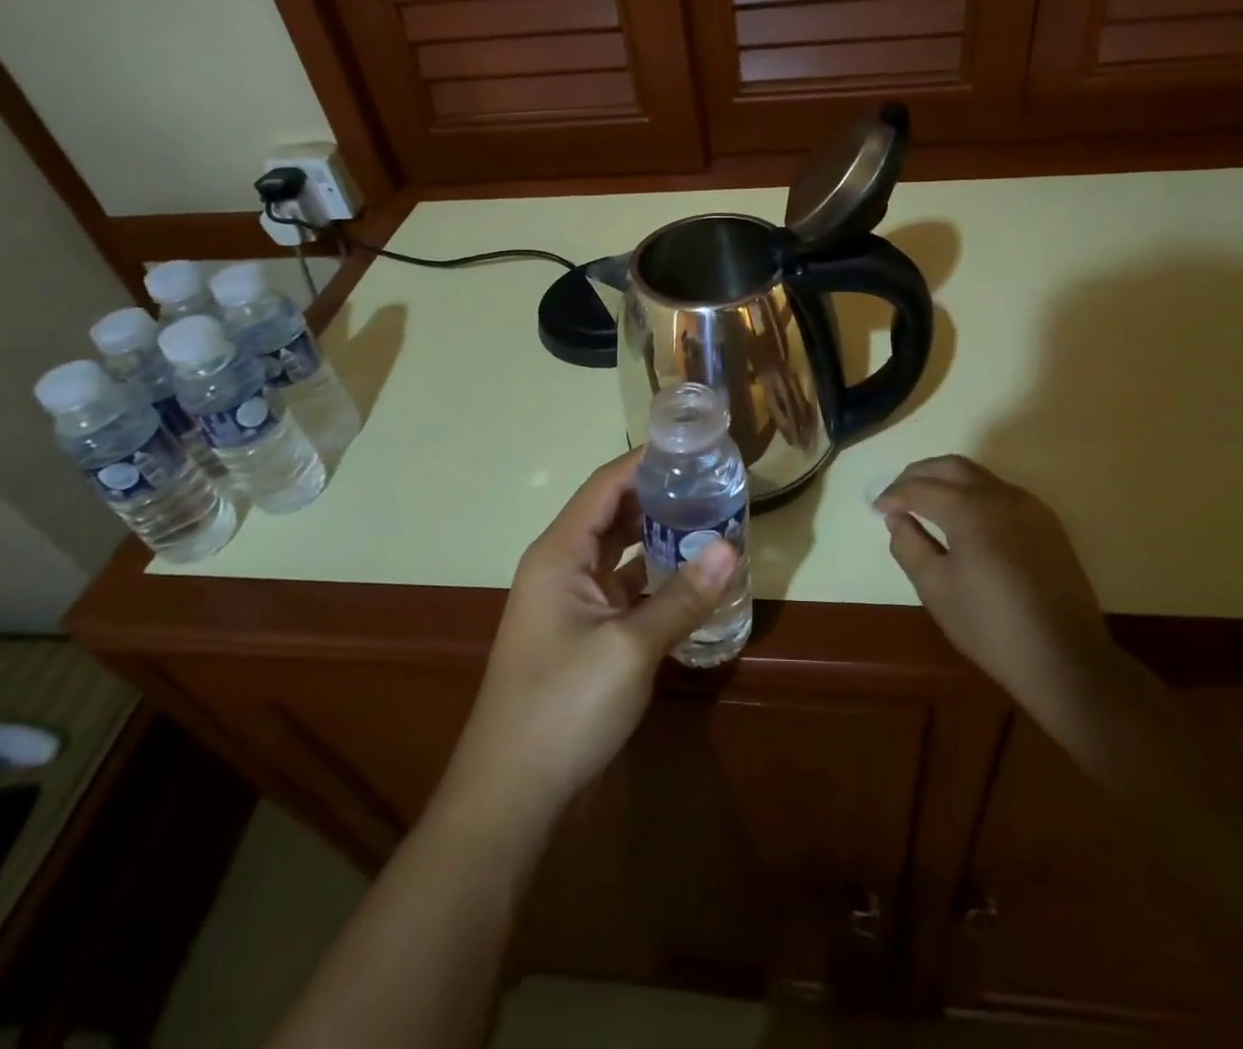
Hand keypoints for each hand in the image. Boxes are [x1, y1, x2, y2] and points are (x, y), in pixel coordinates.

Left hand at [443, 450, 737, 828]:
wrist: (512, 795)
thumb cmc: (563, 707)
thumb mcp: (630, 648)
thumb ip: (682, 596)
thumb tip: (730, 546)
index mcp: (559, 553)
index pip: (605, 486)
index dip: (645, 461)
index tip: (692, 446)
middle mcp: (561, 567)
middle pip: (613, 514)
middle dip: (659, 497)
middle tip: (713, 484)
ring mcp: (571, 602)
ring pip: (619, 552)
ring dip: (658, 538)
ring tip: (711, 522)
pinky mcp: (583, 633)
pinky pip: (622, 588)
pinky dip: (654, 579)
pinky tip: (692, 579)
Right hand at [875, 455, 1111, 706]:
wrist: (1066, 659)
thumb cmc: (991, 626)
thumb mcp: (936, 588)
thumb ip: (909, 545)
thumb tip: (897, 519)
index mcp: (970, 509)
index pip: (920, 488)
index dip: (894, 495)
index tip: (877, 509)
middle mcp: (1001, 495)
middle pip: (951, 467)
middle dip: (918, 475)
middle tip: (896, 494)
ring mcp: (1030, 507)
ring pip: (978, 476)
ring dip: (946, 481)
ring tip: (924, 503)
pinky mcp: (1047, 524)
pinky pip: (1000, 493)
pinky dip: (973, 494)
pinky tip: (963, 519)